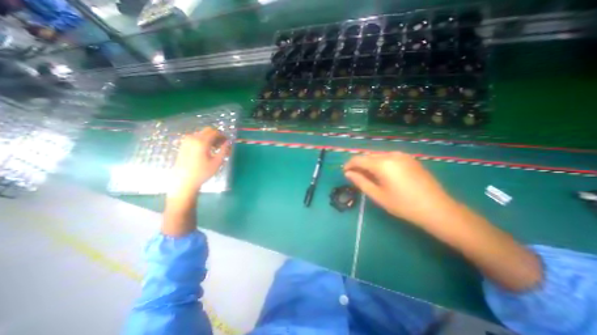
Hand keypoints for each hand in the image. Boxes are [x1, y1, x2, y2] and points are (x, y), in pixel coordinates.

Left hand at [170, 127, 233, 196]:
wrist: (184, 181)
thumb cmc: (203, 172)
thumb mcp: (217, 162)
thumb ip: (224, 150)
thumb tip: (228, 142)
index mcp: (202, 142)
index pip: (214, 132)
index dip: (222, 135)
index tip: (227, 142)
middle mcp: (193, 138)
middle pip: (207, 131)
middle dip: (216, 136)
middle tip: (222, 145)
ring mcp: (186, 141)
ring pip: (201, 134)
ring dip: (210, 138)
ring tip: (215, 149)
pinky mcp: (183, 145)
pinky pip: (195, 138)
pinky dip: (203, 140)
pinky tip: (206, 150)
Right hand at [342, 152, 457, 225]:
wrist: (437, 209)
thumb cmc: (404, 205)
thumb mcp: (378, 195)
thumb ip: (360, 181)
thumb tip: (348, 173)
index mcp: (383, 164)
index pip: (359, 159)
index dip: (349, 164)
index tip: (344, 172)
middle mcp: (391, 154)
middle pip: (368, 156)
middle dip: (359, 164)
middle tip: (355, 176)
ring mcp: (402, 155)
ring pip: (378, 156)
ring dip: (369, 164)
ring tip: (368, 176)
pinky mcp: (409, 158)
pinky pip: (388, 157)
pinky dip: (380, 163)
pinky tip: (382, 174)